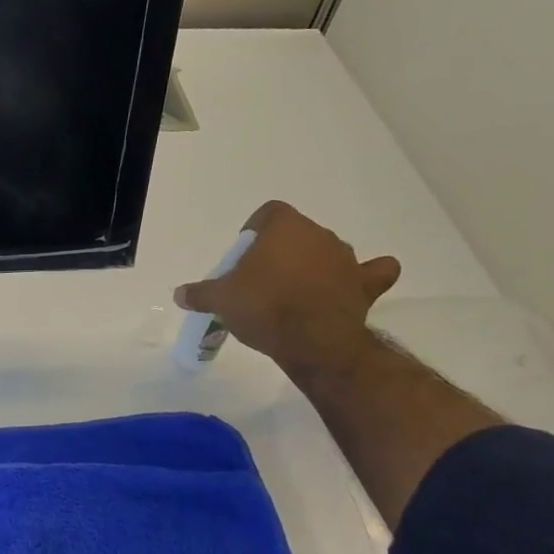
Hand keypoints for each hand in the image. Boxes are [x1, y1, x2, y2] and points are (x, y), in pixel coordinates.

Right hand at [173, 200, 400, 375]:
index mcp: (284, 227)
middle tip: (263, 281)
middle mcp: (319, 234)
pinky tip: (354, 286)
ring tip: (296, 294)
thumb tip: (180, 294)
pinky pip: (373, 272)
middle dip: (282, 252)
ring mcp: (346, 258)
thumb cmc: (263, 307)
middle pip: (297, 234)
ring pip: (328, 252)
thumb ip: (200, 294)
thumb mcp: (221, 300)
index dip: (255, 231)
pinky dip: (366, 277)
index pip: (269, 213)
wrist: (312, 340)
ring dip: (315, 265)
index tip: (244, 256)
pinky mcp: (365, 284)